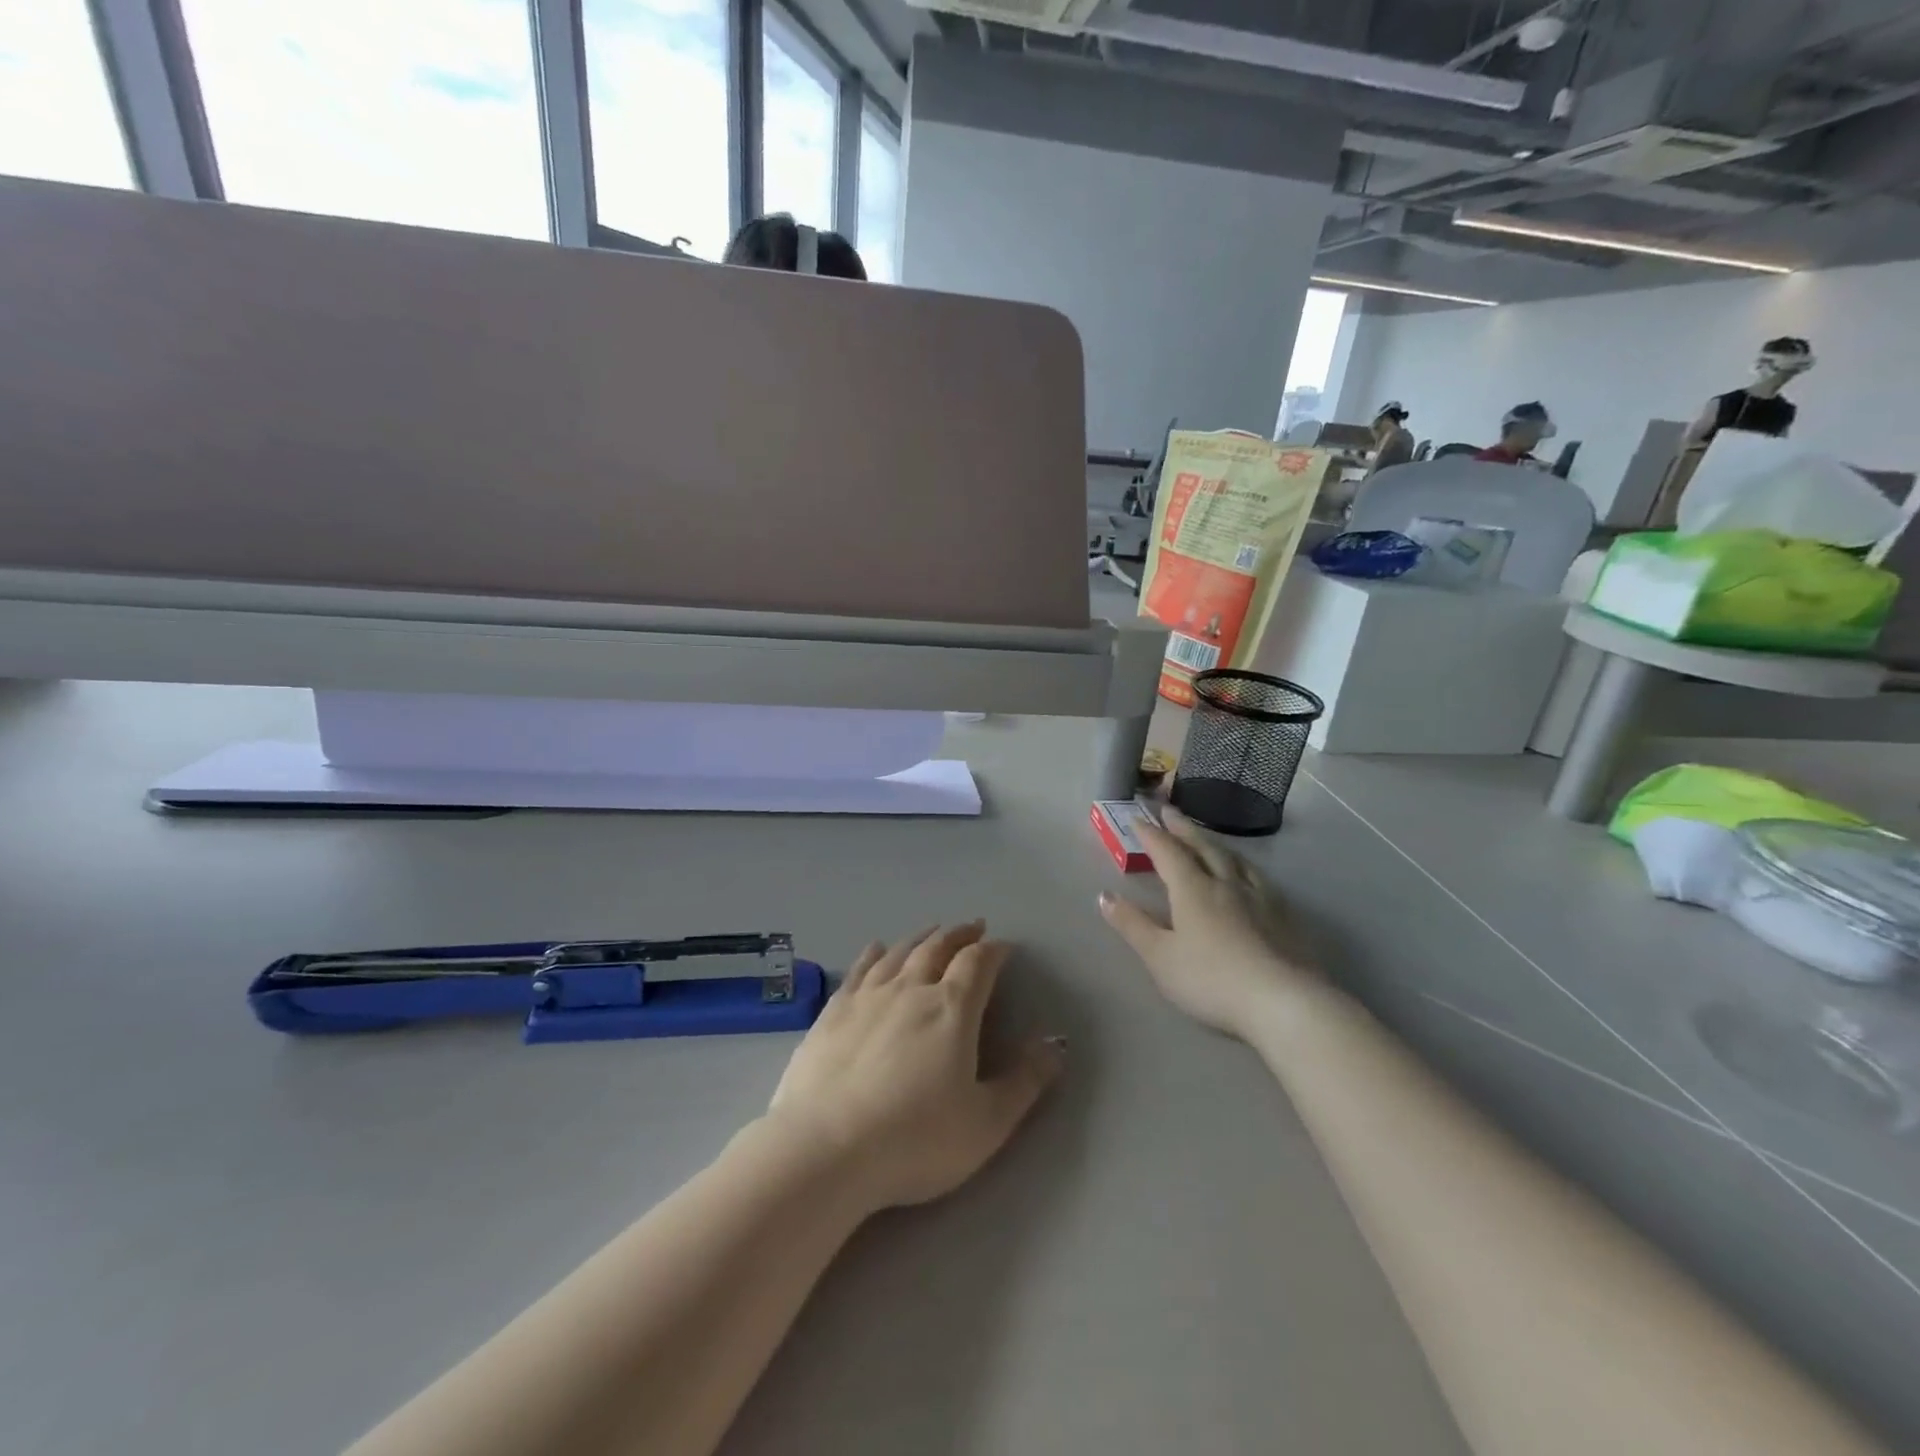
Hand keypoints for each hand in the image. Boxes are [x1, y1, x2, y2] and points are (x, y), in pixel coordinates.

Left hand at [767, 924, 1063, 1213]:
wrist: (826, 1149)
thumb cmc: (915, 1139)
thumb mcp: (987, 1122)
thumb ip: (1025, 1081)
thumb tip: (1056, 1044)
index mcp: (951, 1008)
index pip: (978, 964)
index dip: (994, 952)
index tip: (1004, 948)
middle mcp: (910, 989)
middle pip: (939, 948)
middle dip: (960, 935)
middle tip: (972, 927)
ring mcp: (867, 996)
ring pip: (900, 952)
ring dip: (921, 938)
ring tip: (933, 931)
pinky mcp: (833, 1011)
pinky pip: (860, 969)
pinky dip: (873, 953)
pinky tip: (876, 947)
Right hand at [1098, 807, 1319, 1039]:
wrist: (1282, 1001)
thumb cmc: (1211, 979)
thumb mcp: (1160, 956)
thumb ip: (1132, 925)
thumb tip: (1104, 895)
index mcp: (1193, 889)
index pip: (1168, 853)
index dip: (1152, 835)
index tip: (1138, 819)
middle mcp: (1226, 883)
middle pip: (1203, 847)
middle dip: (1183, 828)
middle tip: (1170, 811)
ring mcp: (1259, 898)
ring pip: (1234, 859)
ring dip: (1214, 843)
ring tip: (1206, 837)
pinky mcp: (1283, 916)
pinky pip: (1258, 877)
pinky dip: (1244, 866)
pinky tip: (1249, 874)